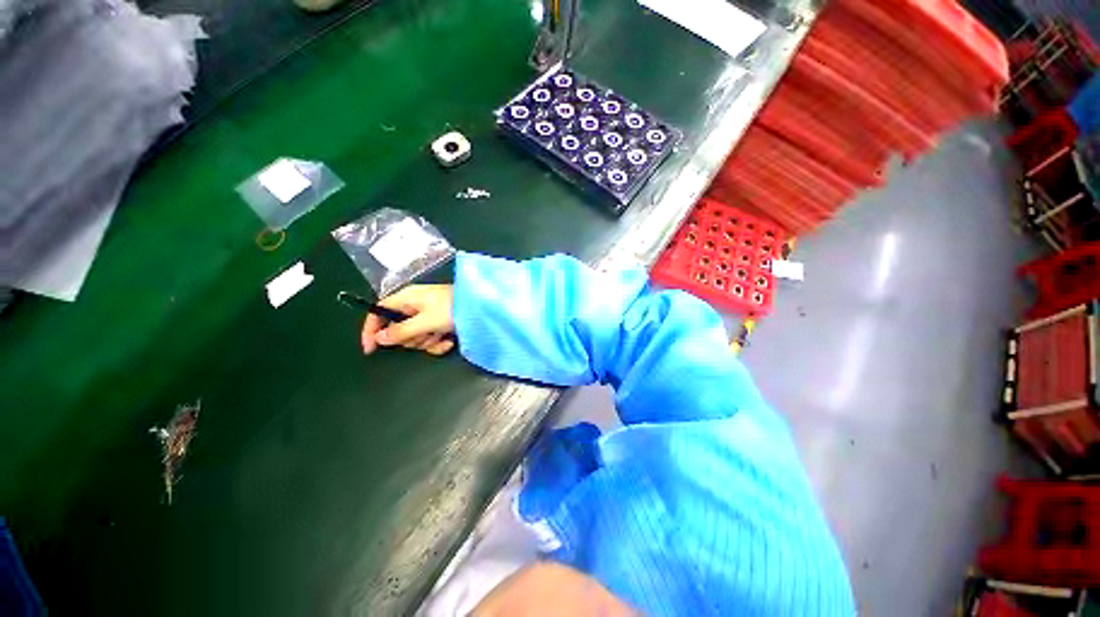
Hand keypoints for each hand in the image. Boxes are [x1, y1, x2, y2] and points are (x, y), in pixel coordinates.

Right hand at [361, 284, 454, 355]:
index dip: (371, 329)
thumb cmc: (452, 309)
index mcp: (407, 298)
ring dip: (427, 341)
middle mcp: (415, 306)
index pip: (378, 311)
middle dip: (411, 338)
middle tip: (424, 335)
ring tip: (440, 335)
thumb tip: (379, 339)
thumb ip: (401, 331)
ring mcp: (429, 315)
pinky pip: (430, 339)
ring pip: (415, 337)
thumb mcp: (425, 321)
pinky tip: (449, 342)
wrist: (482, 310)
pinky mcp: (441, 324)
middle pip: (398, 329)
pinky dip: (438, 343)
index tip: (370, 349)